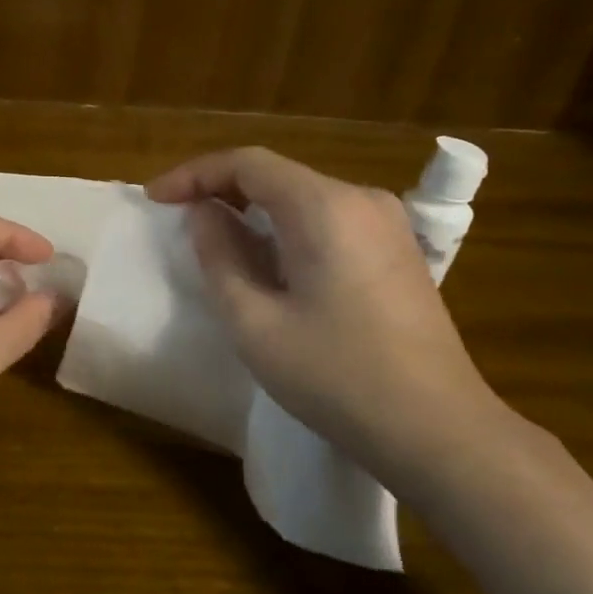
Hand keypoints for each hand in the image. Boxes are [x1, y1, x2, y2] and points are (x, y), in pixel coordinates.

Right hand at [146, 148, 508, 484]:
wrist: (438, 430)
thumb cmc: (336, 376)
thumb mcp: (254, 322)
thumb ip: (219, 256)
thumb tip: (204, 215)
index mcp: (324, 208)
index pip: (247, 163)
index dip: (193, 174)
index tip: (154, 199)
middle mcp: (361, 200)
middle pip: (276, 174)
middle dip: (220, 188)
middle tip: (177, 217)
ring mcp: (386, 224)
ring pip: (301, 196)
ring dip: (252, 209)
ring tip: (213, 239)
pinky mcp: (397, 250)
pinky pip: (327, 219)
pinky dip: (285, 227)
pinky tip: (267, 260)